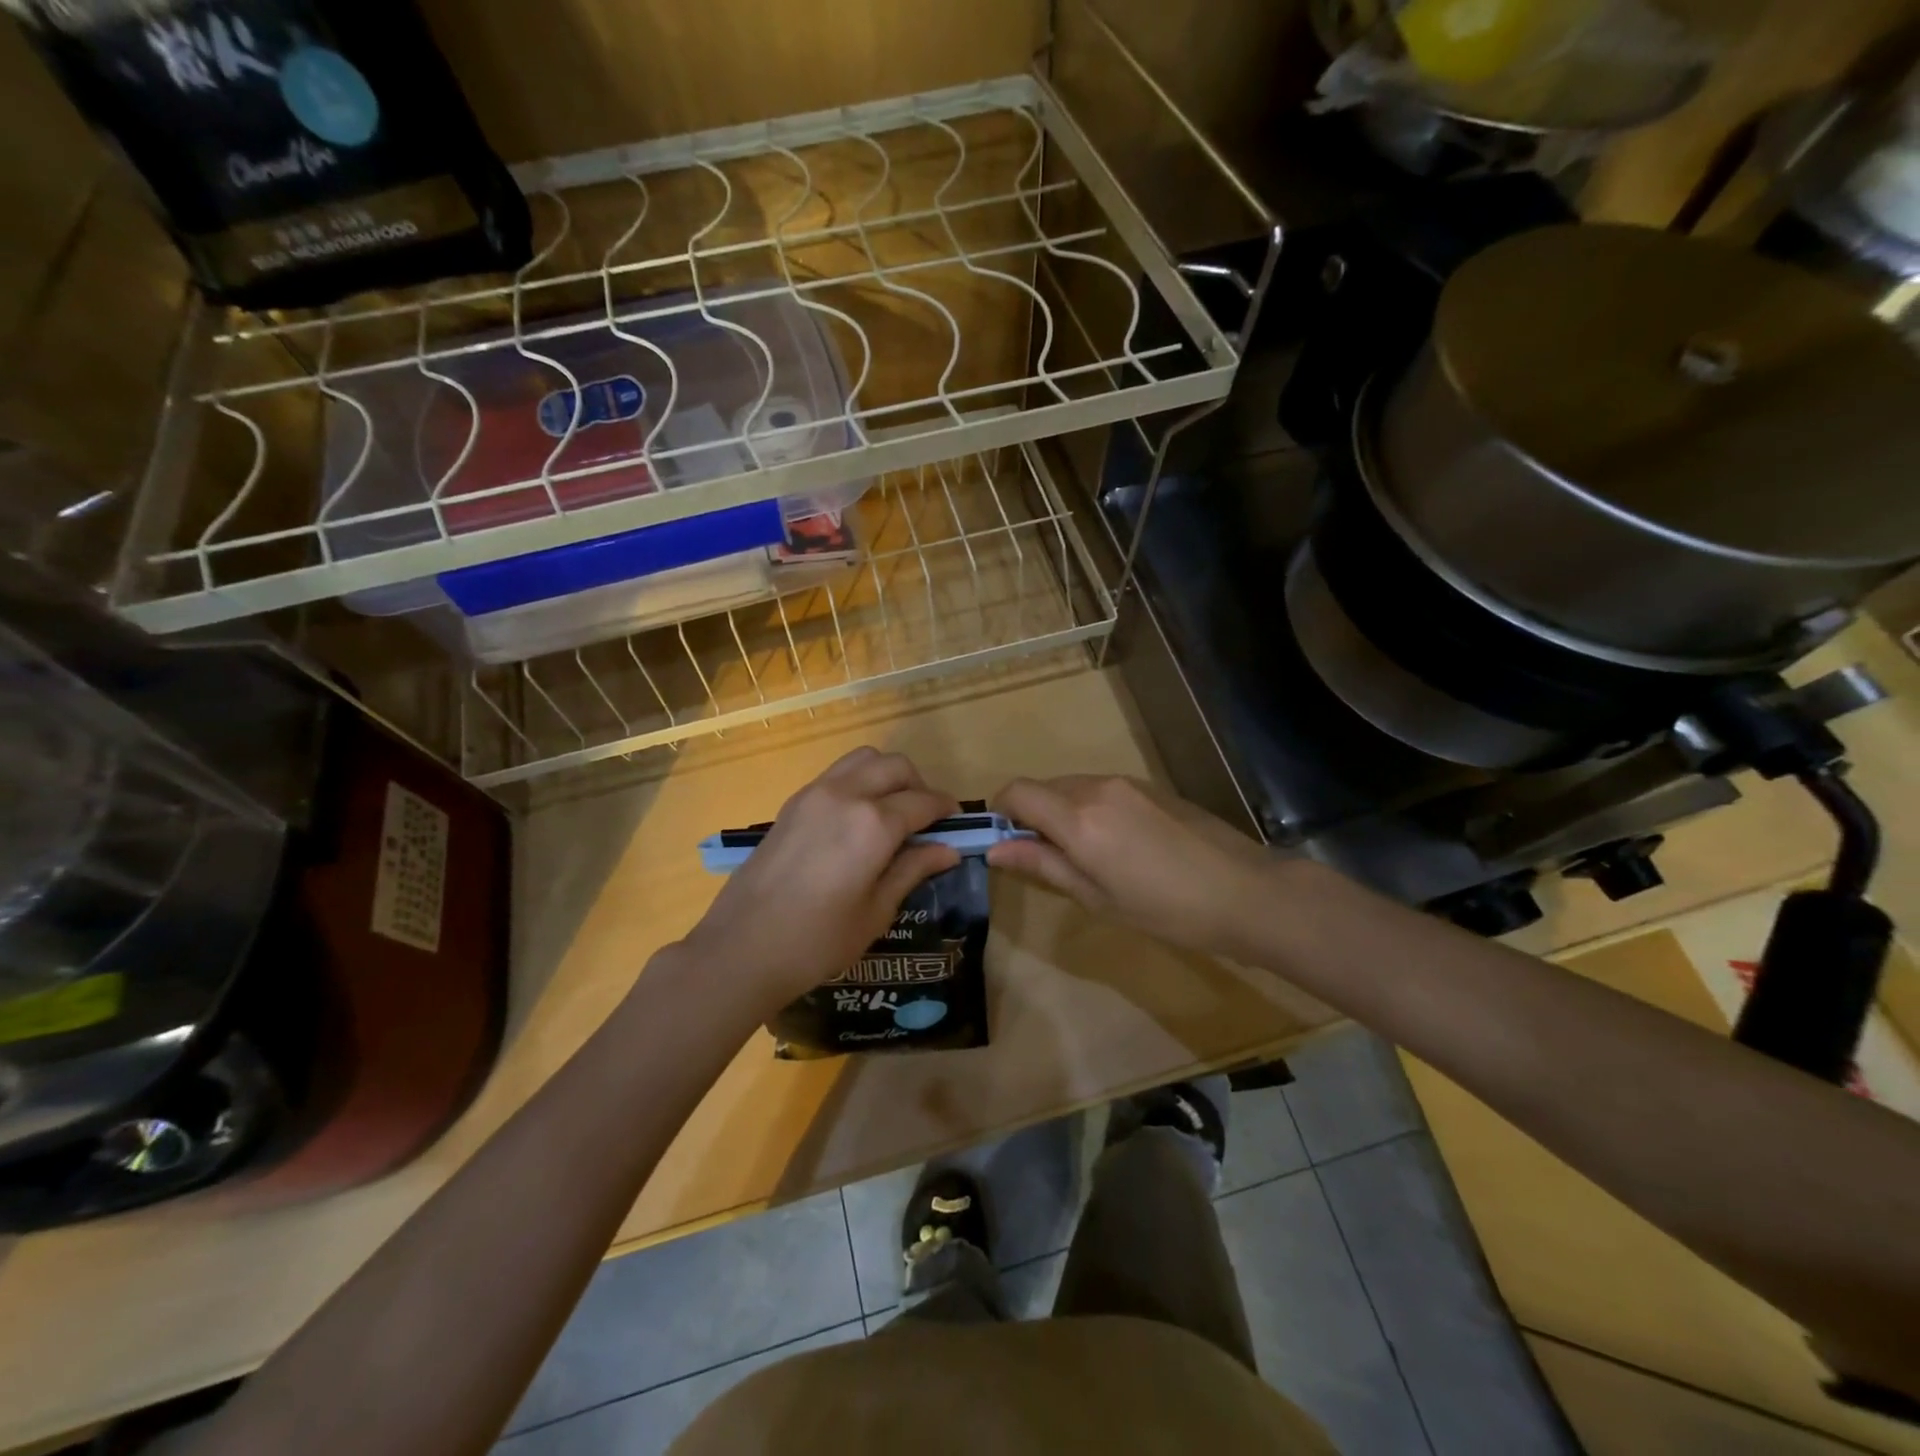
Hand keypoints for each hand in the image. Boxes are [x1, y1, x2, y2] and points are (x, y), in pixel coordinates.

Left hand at [680, 749, 960, 1009]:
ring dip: (886, 776)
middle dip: (918, 786)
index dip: (945, 811)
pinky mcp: (793, 803)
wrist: (741, 948)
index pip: (923, 802)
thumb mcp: (876, 911)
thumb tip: (949, 850)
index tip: (956, 825)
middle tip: (925, 820)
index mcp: (874, 823)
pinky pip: (837, 774)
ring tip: (891, 812)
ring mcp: (815, 793)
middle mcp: (847, 795)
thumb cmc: (817, 941)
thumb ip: (913, 870)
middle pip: (895, 767)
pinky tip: (857, 820)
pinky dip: (858, 782)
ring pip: (864, 759)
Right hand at [987, 775, 1278, 958]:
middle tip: (1047, 859)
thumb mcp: (1097, 897)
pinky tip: (1120, 845)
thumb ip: (1043, 864)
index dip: (1001, 812)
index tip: (1006, 842)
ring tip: (1087, 857)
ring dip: (1062, 812)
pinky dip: (1090, 808)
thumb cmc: (1166, 910)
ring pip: (1073, 787)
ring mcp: (1127, 783)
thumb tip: (995, 849)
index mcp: (1079, 818)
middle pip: (1043, 787)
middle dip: (1032, 816)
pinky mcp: (1151, 786)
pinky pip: (1102, 789)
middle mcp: (1097, 788)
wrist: (1245, 892)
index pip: (1017, 792)